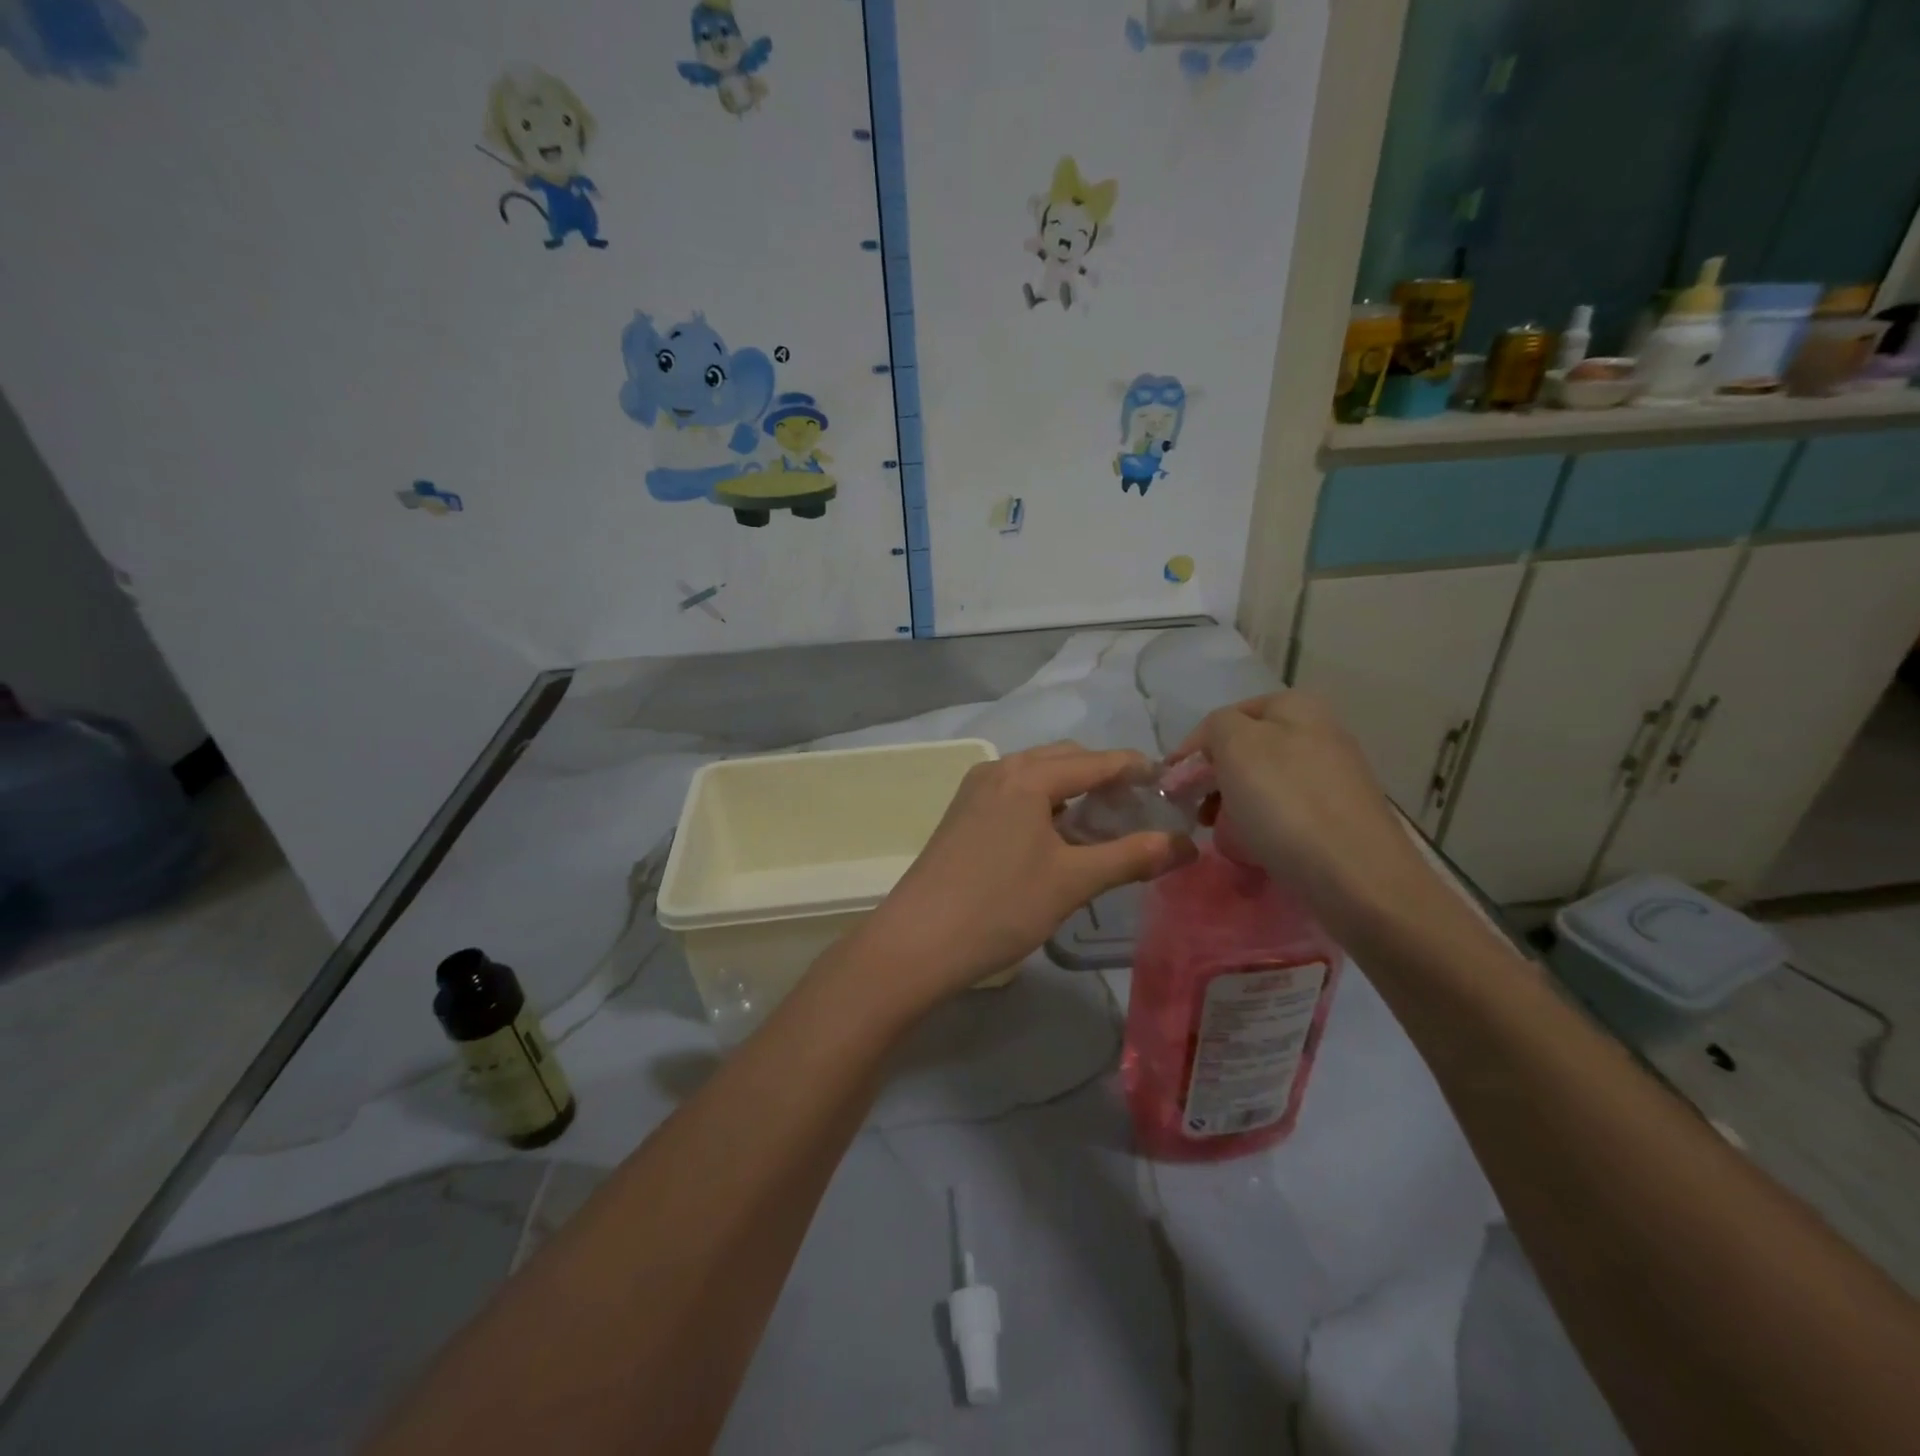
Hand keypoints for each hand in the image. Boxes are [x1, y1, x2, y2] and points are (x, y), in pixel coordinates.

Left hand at [854, 743, 1193, 1007]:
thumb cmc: (1000, 906)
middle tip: (1139, 812)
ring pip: (1038, 778)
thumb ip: (1133, 857)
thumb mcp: (1073, 881)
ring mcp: (975, 791)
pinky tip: (1058, 840)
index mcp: (1027, 775)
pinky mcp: (963, 815)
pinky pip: (1016, 795)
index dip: (1138, 770)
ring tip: (1103, 828)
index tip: (1170, 789)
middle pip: (1066, 760)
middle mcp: (999, 770)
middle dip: (1105, 779)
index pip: (1098, 761)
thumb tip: (1188, 846)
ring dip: (1074, 793)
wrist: (917, 942)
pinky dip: (1045, 806)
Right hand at [1175, 692, 1434, 933]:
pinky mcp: (1340, 817)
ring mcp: (1334, 776)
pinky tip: (1256, 849)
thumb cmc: (1286, 803)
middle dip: (1215, 780)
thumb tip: (1213, 744)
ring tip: (1223, 835)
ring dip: (1235, 807)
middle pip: (1245, 751)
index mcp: (1297, 706)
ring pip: (1263, 785)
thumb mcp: (1236, 745)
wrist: (1357, 878)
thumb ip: (1215, 727)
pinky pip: (1286, 814)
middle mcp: (1320, 732)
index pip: (1226, 717)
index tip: (1173, 785)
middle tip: (1196, 813)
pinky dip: (1264, 828)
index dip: (1194, 748)